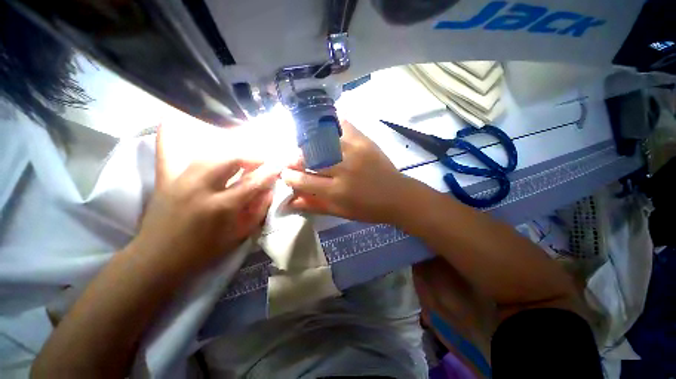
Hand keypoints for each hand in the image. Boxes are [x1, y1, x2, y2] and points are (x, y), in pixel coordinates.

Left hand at [132, 126, 277, 274]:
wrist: (157, 258)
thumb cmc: (203, 251)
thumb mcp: (238, 235)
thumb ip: (257, 211)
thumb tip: (269, 190)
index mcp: (221, 207)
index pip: (252, 182)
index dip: (269, 172)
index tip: (278, 166)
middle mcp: (200, 188)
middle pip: (230, 159)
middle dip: (251, 156)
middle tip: (261, 160)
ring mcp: (180, 180)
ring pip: (210, 154)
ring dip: (231, 152)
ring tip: (242, 157)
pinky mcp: (165, 178)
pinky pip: (171, 150)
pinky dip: (184, 142)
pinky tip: (194, 138)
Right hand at [281, 120, 418, 223]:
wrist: (397, 196)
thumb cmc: (368, 209)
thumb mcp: (341, 212)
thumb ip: (314, 205)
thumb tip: (289, 201)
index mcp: (337, 191)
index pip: (303, 180)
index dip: (289, 176)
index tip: (285, 173)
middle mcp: (343, 169)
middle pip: (309, 157)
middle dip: (295, 158)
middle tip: (293, 159)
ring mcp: (354, 151)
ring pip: (321, 140)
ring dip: (308, 142)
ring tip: (306, 146)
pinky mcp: (364, 141)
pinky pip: (342, 125)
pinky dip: (330, 124)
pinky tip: (323, 128)